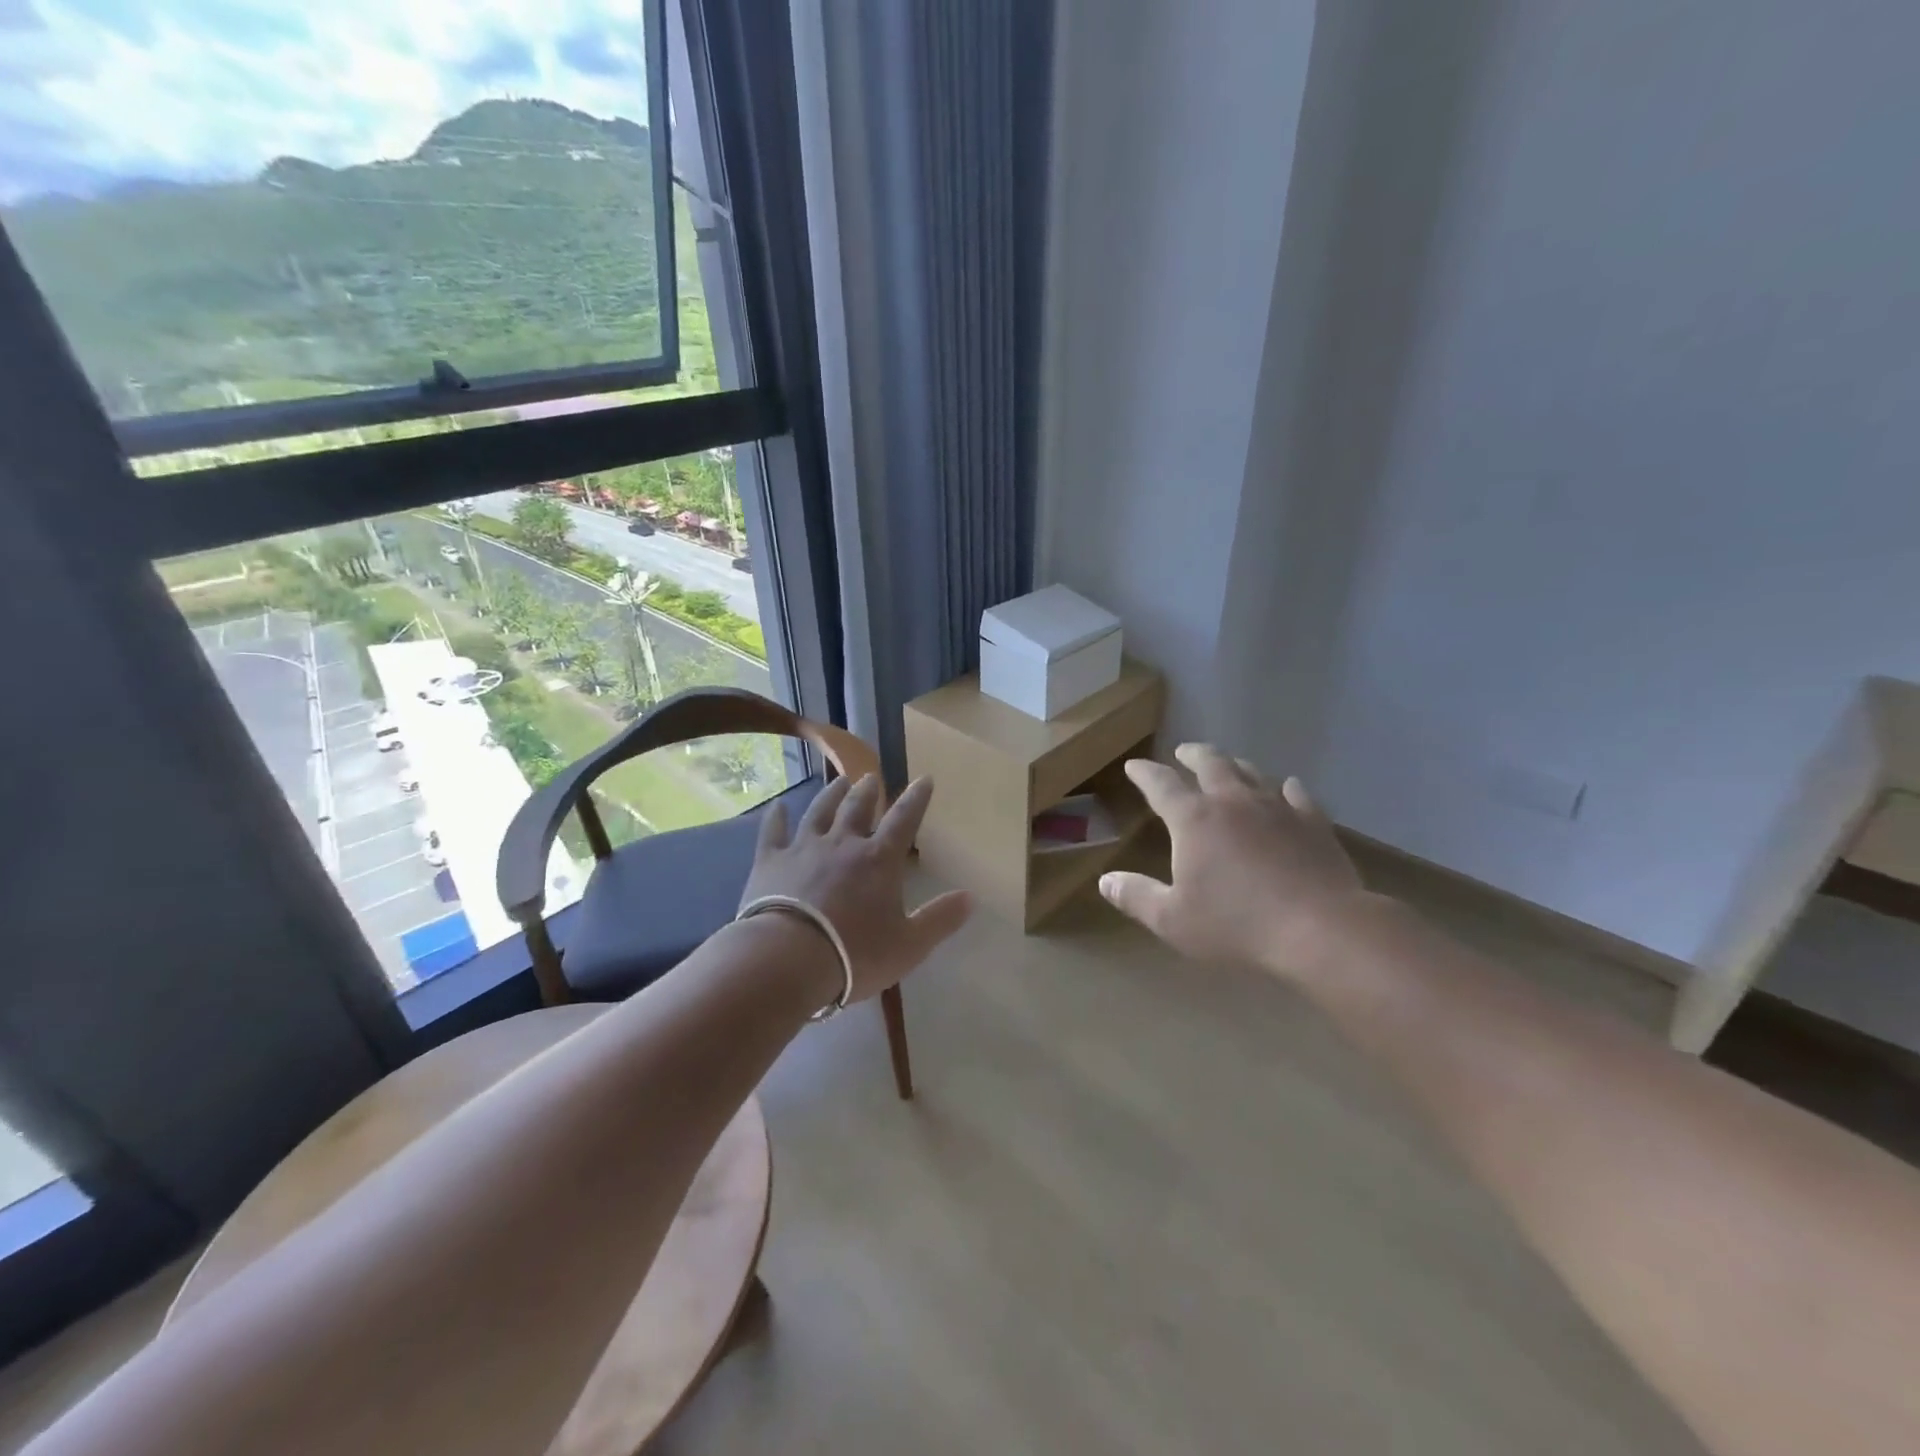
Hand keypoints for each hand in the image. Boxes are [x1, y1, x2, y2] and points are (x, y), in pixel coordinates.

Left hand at [741, 774, 971, 1002]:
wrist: (787, 958)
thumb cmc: (854, 954)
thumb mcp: (909, 945)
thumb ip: (940, 919)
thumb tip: (971, 897)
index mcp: (879, 860)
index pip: (904, 820)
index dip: (916, 798)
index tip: (924, 779)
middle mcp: (843, 843)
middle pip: (858, 808)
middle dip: (868, 790)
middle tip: (871, 777)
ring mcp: (803, 848)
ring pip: (820, 812)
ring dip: (831, 795)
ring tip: (839, 781)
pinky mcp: (770, 862)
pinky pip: (773, 832)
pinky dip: (776, 817)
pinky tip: (777, 806)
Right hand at [1099, 744, 1373, 979]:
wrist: (1320, 929)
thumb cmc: (1237, 925)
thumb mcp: (1173, 920)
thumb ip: (1136, 896)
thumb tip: (1105, 881)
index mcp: (1193, 820)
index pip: (1160, 784)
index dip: (1144, 773)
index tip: (1133, 766)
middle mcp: (1232, 802)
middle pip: (1210, 763)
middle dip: (1192, 754)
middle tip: (1183, 752)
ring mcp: (1277, 808)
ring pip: (1251, 772)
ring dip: (1235, 765)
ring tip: (1228, 765)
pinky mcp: (1313, 823)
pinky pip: (1296, 794)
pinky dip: (1285, 788)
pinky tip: (1287, 788)